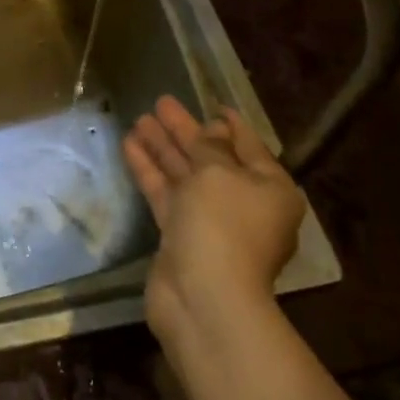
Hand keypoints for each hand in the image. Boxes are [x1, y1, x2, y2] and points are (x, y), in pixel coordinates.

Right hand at [121, 95, 306, 348]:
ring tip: (139, 119)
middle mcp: (243, 203)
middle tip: (161, 103)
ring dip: (163, 147)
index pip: (249, 146)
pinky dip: (150, 170)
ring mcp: (211, 221)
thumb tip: (213, 130)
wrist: (203, 296)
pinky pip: (166, 194)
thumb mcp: (218, 172)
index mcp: (270, 188)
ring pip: (185, 175)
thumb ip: (210, 146)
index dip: (230, 124)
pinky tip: (130, 145)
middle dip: (186, 131)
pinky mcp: (181, 235)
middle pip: (211, 158)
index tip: (212, 103)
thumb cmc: (222, 224)